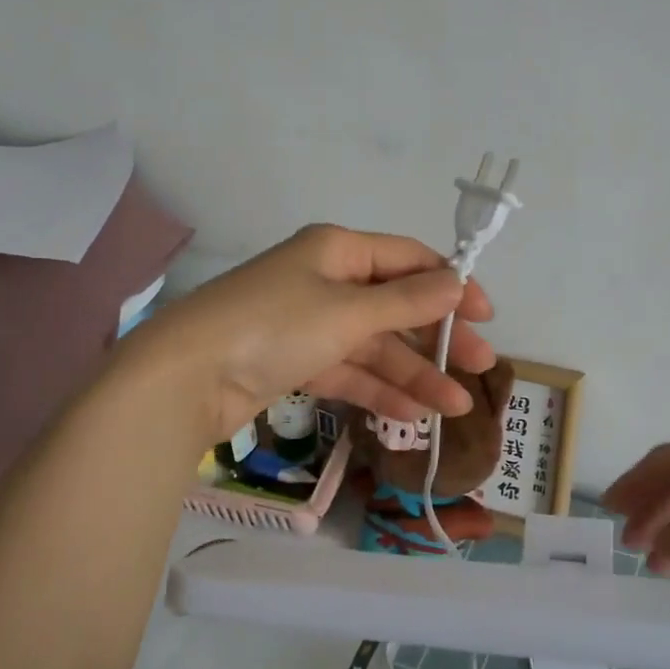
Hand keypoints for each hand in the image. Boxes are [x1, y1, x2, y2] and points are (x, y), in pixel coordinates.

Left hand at [124, 224, 494, 442]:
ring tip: (453, 407)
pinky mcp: (295, 362)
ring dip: (413, 375)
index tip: (485, 315)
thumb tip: (458, 282)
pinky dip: (378, 392)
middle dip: (437, 337)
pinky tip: (412, 418)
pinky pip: (348, 371)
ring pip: (375, 346)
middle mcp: (326, 280)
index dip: (451, 284)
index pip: (409, 259)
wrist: (183, 379)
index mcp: (338, 250)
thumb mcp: (348, 311)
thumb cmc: (273, 326)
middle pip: (396, 307)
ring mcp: (310, 324)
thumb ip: (407, 301)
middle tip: (480, 367)